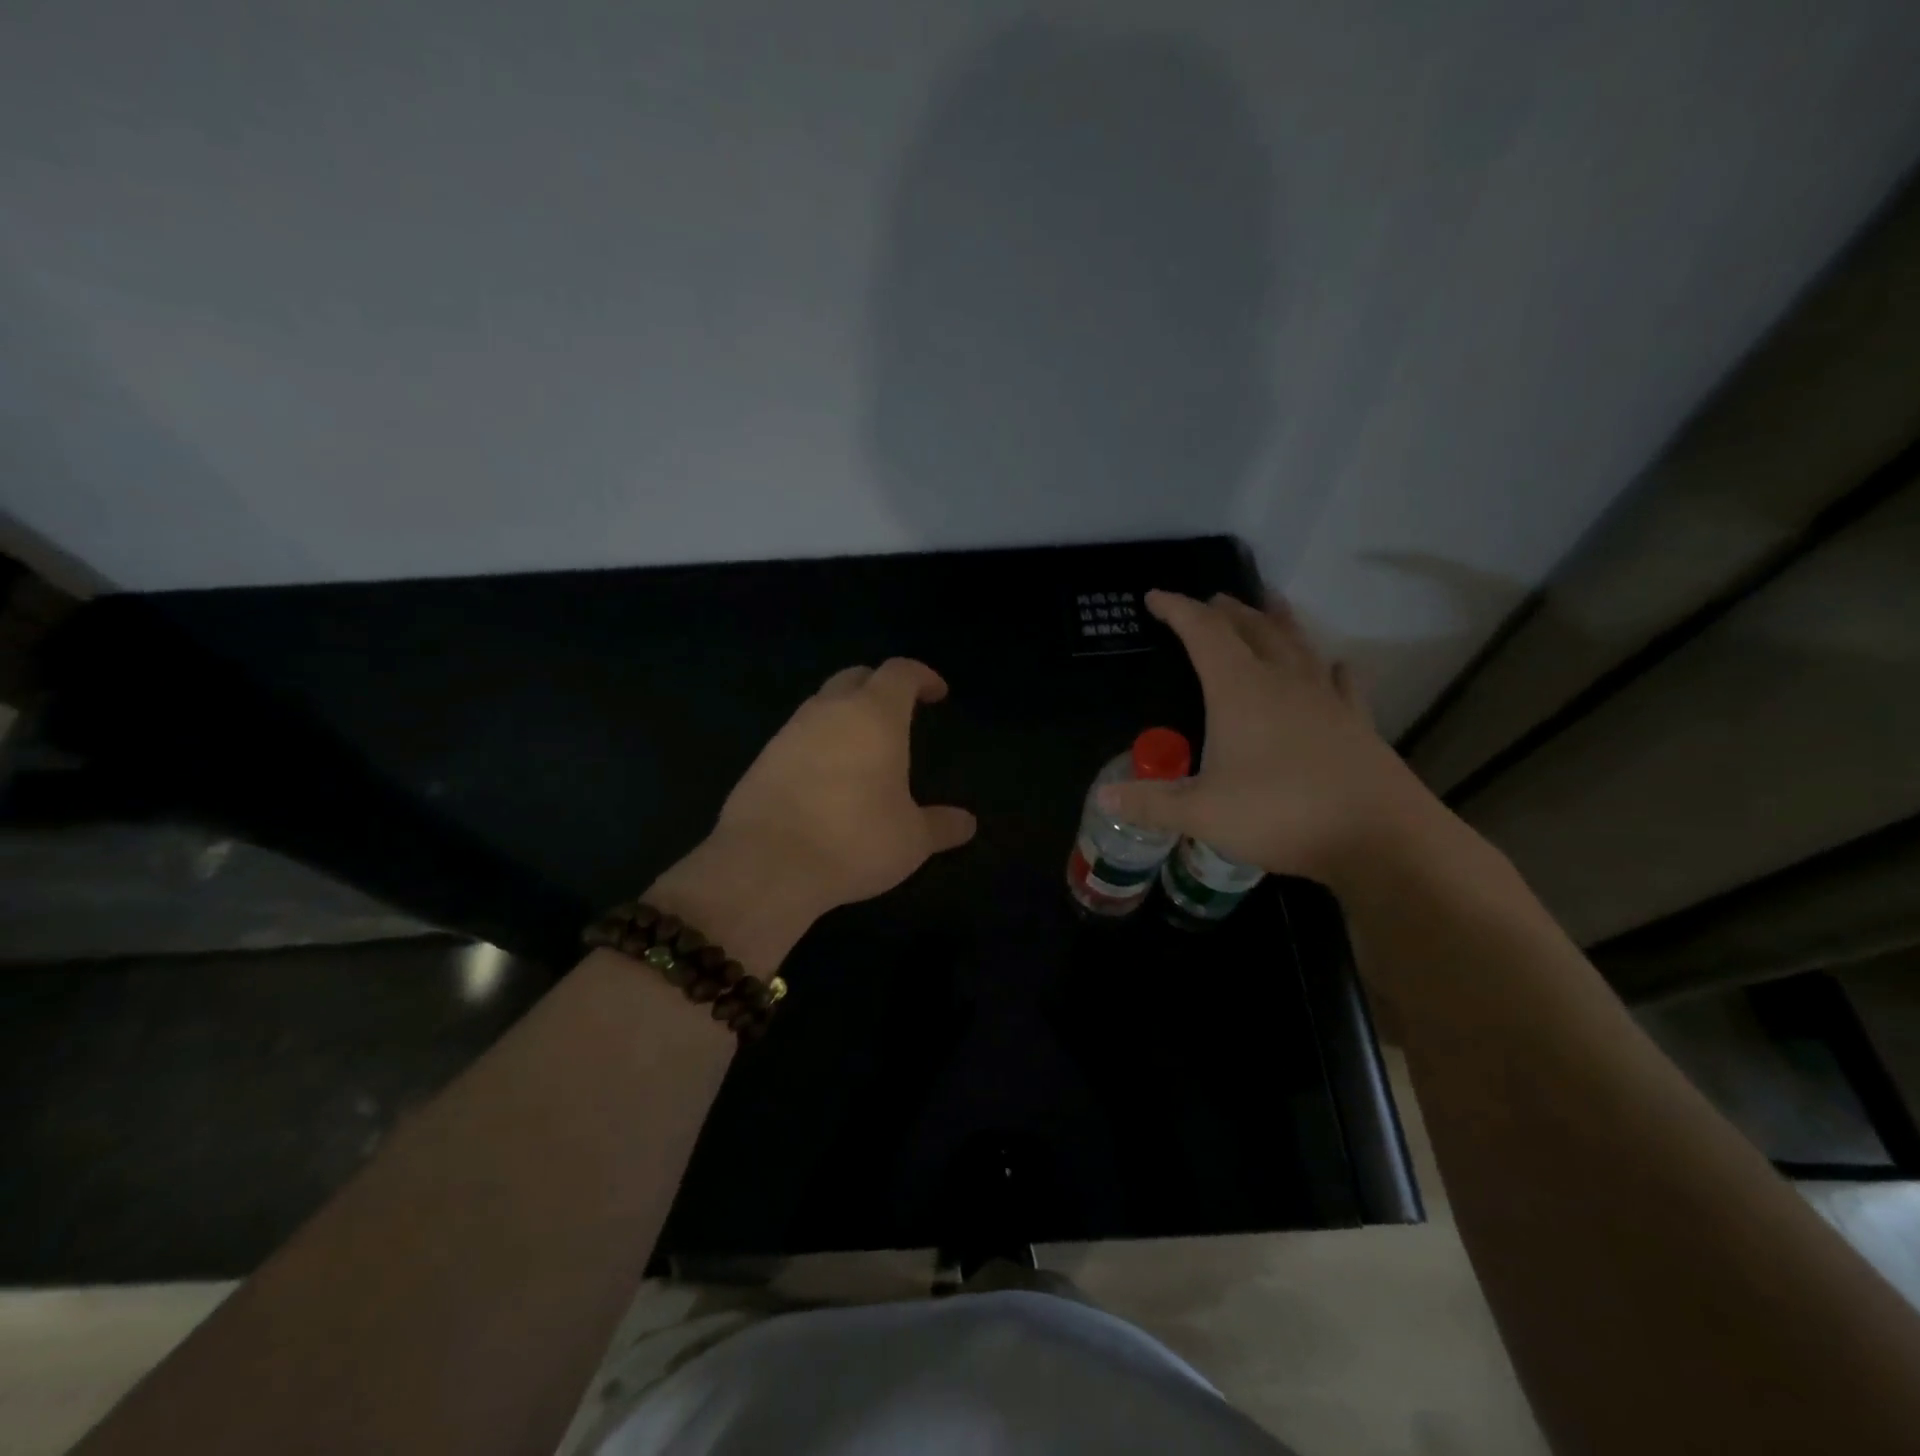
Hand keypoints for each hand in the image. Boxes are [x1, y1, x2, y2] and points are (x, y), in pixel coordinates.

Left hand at [708, 657, 976, 914]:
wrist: (766, 864)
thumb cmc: (854, 840)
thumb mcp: (911, 840)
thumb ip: (941, 825)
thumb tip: (967, 823)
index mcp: (874, 715)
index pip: (900, 673)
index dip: (922, 676)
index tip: (937, 693)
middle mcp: (830, 711)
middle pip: (856, 677)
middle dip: (880, 686)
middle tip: (899, 711)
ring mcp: (790, 732)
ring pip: (822, 705)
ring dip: (846, 714)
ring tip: (864, 747)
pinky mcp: (763, 758)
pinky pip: (798, 736)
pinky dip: (819, 743)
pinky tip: (827, 777)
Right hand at [1099, 590, 1433, 889]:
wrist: (1381, 837)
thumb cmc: (1281, 814)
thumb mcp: (1202, 813)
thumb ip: (1151, 803)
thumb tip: (1103, 797)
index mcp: (1240, 690)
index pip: (1203, 633)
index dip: (1177, 610)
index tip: (1155, 597)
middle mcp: (1283, 682)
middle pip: (1252, 629)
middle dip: (1225, 611)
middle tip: (1209, 601)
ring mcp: (1325, 700)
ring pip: (1298, 644)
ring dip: (1277, 621)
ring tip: (1268, 603)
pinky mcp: (1357, 723)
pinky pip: (1341, 682)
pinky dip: (1328, 666)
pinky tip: (1334, 665)